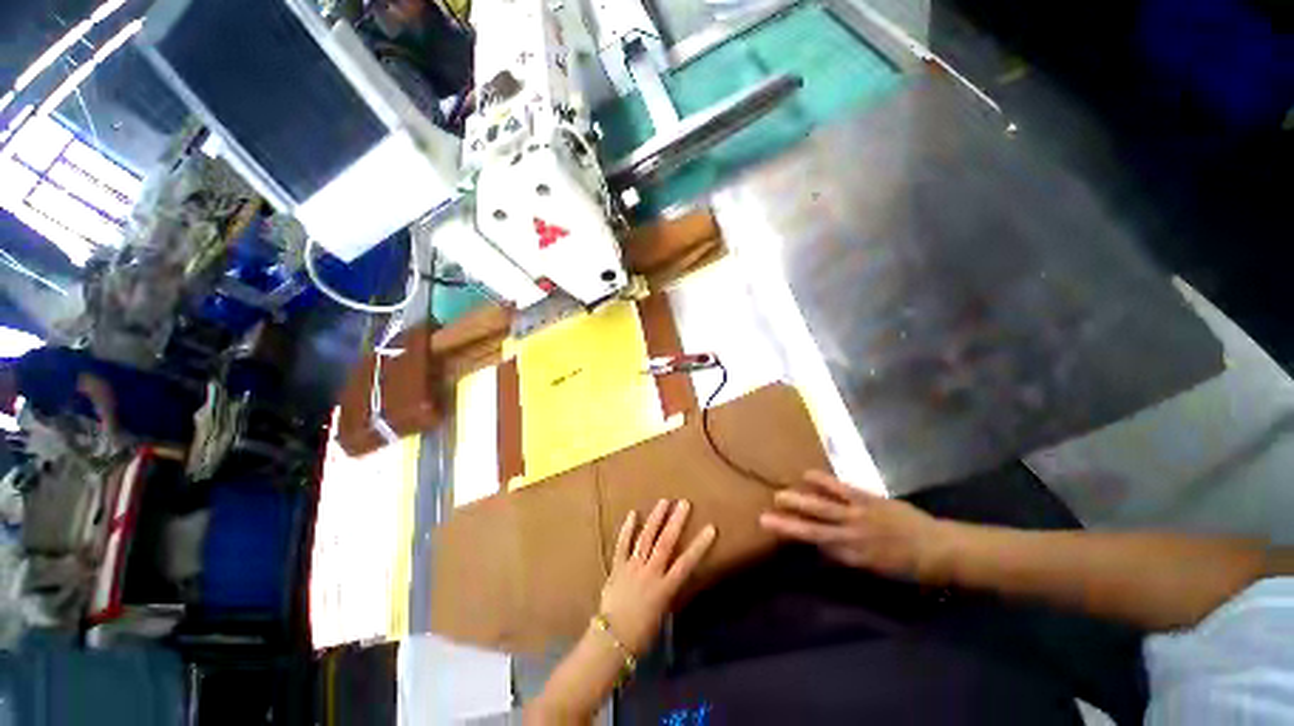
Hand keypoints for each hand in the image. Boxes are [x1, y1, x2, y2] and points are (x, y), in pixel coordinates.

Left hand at [600, 500, 716, 655]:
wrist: (611, 642)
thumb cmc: (641, 635)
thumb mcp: (661, 614)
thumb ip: (666, 592)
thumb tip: (671, 577)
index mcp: (665, 588)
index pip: (686, 563)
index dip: (700, 545)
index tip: (711, 528)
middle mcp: (651, 573)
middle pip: (666, 543)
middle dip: (676, 522)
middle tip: (684, 503)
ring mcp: (633, 567)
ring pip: (646, 538)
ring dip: (656, 519)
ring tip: (664, 501)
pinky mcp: (618, 567)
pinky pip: (623, 545)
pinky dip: (628, 529)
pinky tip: (633, 513)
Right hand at [759, 470, 951, 583]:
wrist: (939, 548)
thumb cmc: (909, 565)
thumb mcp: (876, 569)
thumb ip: (847, 556)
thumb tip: (822, 545)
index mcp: (854, 556)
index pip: (816, 545)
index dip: (793, 536)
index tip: (772, 529)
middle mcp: (851, 536)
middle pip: (813, 529)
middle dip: (788, 523)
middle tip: (765, 517)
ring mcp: (858, 515)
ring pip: (822, 507)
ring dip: (799, 501)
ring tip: (779, 495)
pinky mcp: (866, 498)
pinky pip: (840, 488)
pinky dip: (822, 481)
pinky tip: (807, 475)